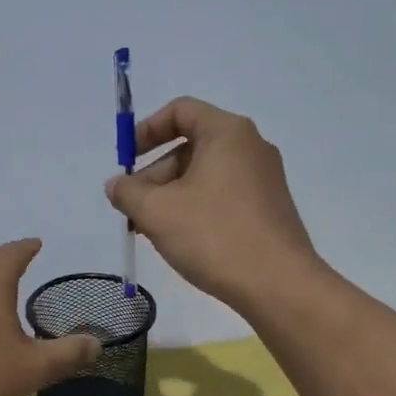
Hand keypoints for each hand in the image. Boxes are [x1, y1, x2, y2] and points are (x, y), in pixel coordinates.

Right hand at [106, 97, 320, 311]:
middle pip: (190, 146)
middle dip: (153, 175)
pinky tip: (179, 240)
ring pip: (204, 176)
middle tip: (131, 209)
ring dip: (170, 197)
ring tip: (148, 231)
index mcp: (227, 132)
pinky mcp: (268, 209)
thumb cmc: (214, 236)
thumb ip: (127, 192)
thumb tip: (116, 185)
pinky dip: (194, 209)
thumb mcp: (157, 212)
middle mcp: (250, 147)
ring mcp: (263, 179)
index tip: (125, 161)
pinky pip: (222, 196)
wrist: (278, 285)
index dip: (145, 130)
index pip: (180, 111)